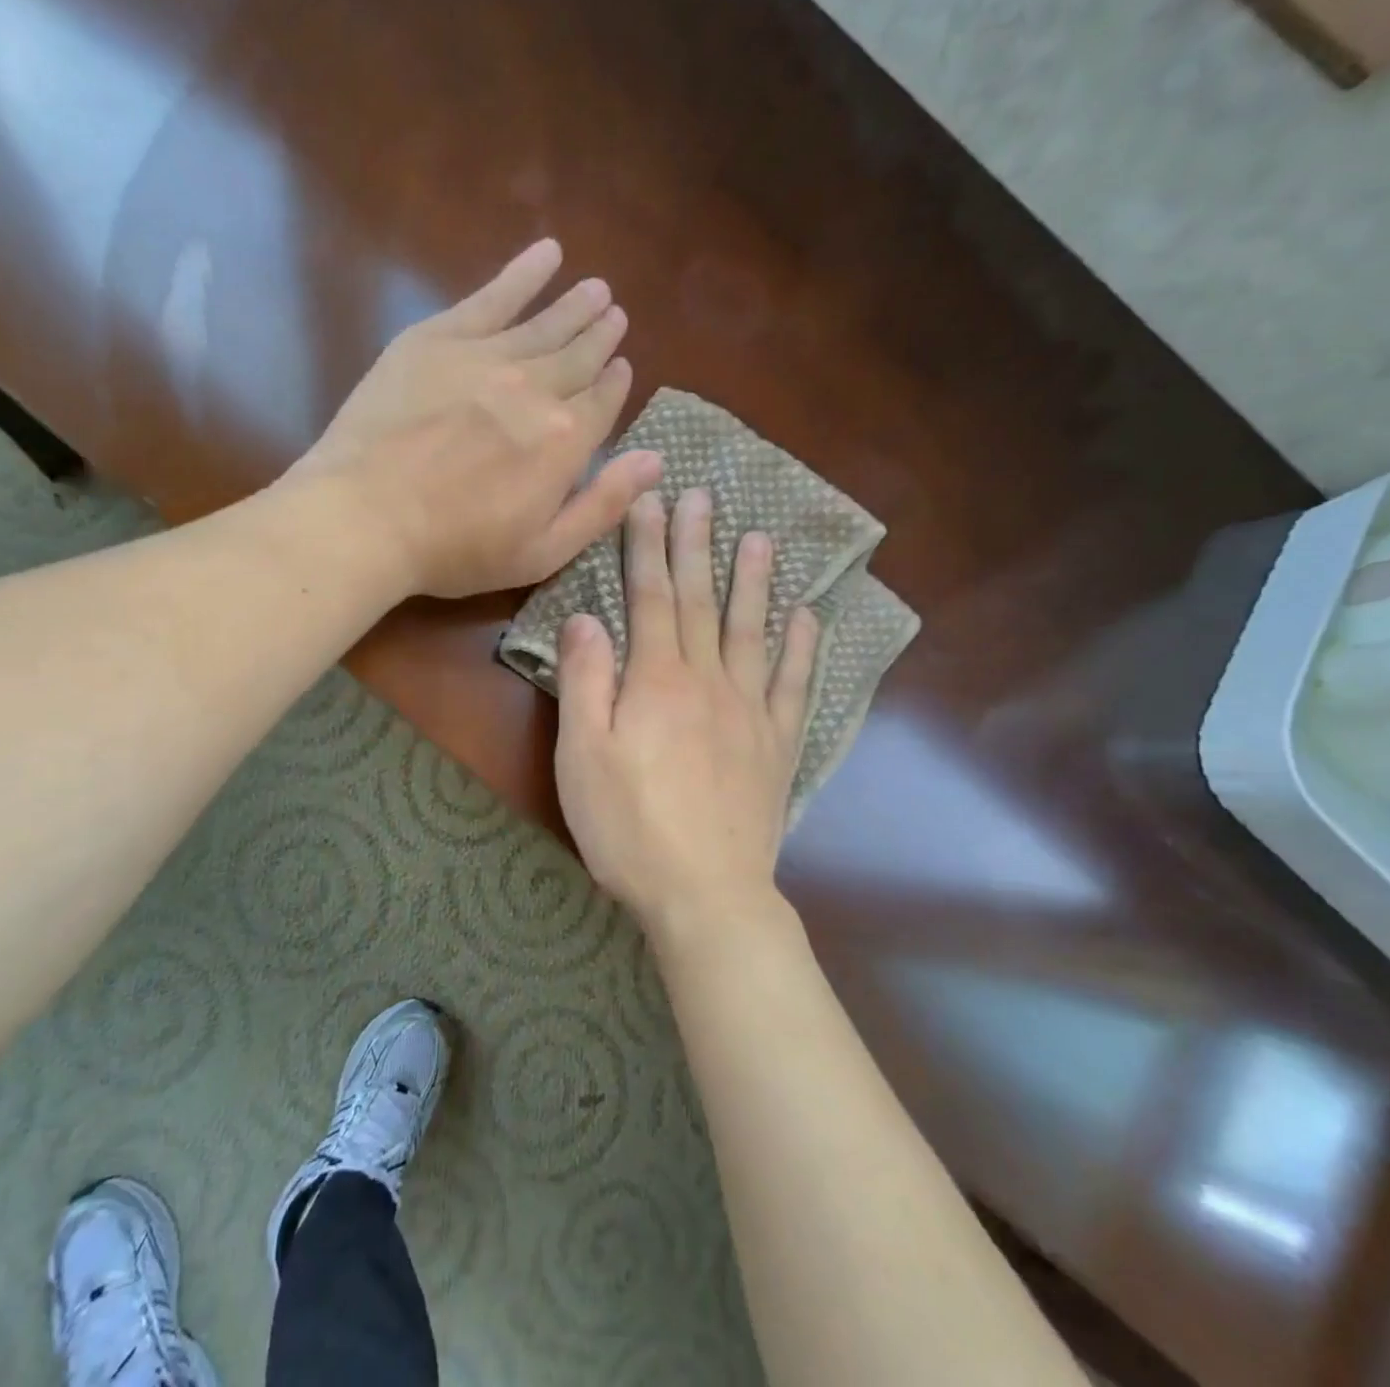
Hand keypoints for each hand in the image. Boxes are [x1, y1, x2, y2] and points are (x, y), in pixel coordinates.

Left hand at [299, 238, 661, 598]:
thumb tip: (656, 459)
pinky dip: (523, 273)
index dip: (615, 384)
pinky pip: (492, 296)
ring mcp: (486, 357)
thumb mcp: (544, 551)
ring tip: (595, 288)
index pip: (603, 402)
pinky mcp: (438, 338)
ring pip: (545, 323)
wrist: (367, 516)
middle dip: (601, 336)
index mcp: (565, 441)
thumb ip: (603, 505)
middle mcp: (536, 388)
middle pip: (579, 356)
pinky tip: (546, 253)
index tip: (622, 367)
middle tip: (615, 315)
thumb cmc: (458, 549)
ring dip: (574, 305)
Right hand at [554, 487, 818, 942]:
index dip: (648, 547)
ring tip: (760, 537)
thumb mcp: (581, 756)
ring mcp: (750, 711)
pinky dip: (802, 648)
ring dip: (754, 582)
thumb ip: (585, 681)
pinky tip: (807, 618)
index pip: (650, 598)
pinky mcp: (777, 745)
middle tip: (701, 496)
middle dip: (697, 546)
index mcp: (656, 681)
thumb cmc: (628, 827)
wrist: (704, 893)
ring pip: (753, 631)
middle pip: (701, 602)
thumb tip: (585, 618)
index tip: (650, 502)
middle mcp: (708, 681)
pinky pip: (795, 685)